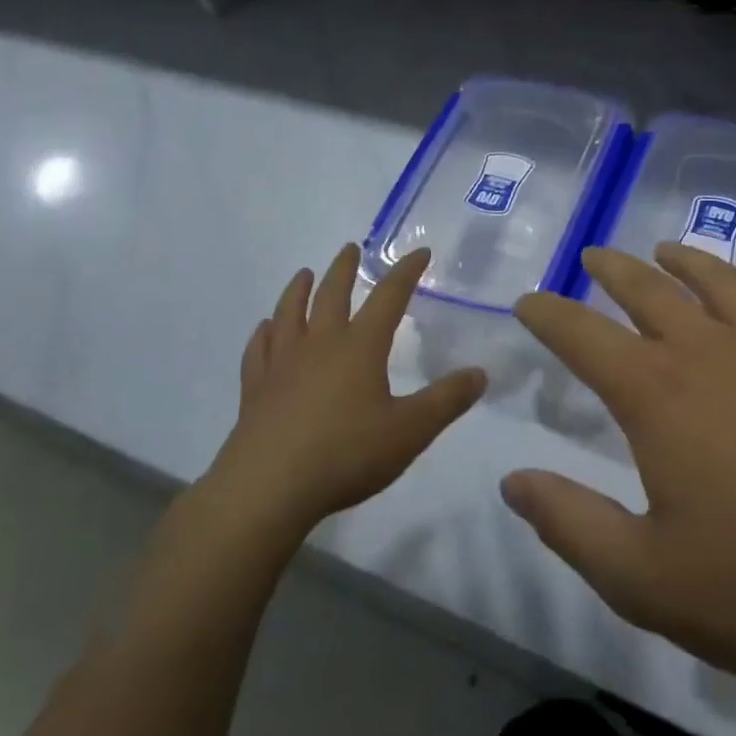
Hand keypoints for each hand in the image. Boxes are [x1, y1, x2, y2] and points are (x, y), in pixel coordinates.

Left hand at [199, 244, 486, 543]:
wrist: (267, 488)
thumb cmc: (346, 454)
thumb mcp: (410, 431)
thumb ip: (447, 400)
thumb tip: (480, 373)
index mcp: (360, 347)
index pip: (388, 297)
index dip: (406, 272)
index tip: (419, 252)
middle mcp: (320, 344)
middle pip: (332, 294)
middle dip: (344, 269)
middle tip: (350, 247)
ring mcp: (282, 365)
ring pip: (290, 314)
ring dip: (299, 290)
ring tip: (305, 274)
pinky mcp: (255, 390)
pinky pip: (259, 350)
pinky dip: (264, 334)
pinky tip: (264, 329)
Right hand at [506, 244, 735, 718]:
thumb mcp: (646, 579)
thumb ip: (571, 524)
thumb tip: (513, 480)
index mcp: (657, 393)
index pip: (582, 334)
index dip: (548, 314)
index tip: (528, 300)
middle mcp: (711, 348)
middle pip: (647, 288)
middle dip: (612, 270)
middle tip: (593, 257)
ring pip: (717, 278)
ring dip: (682, 260)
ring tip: (663, 251)